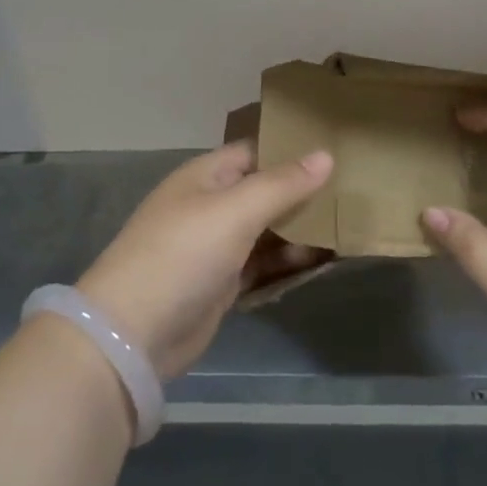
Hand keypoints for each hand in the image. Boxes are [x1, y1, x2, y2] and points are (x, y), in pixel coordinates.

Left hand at [78, 142, 333, 379]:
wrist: (132, 335)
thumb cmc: (183, 255)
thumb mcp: (236, 211)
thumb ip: (283, 184)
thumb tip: (326, 154)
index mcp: (207, 176)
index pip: (257, 151)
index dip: (293, 150)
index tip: (338, 150)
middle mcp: (212, 205)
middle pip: (266, 191)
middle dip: (304, 192)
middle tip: (353, 191)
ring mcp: (216, 246)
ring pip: (268, 229)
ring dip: (301, 230)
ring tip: (348, 227)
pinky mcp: (222, 283)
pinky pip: (264, 264)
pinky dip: (289, 262)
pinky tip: (323, 261)